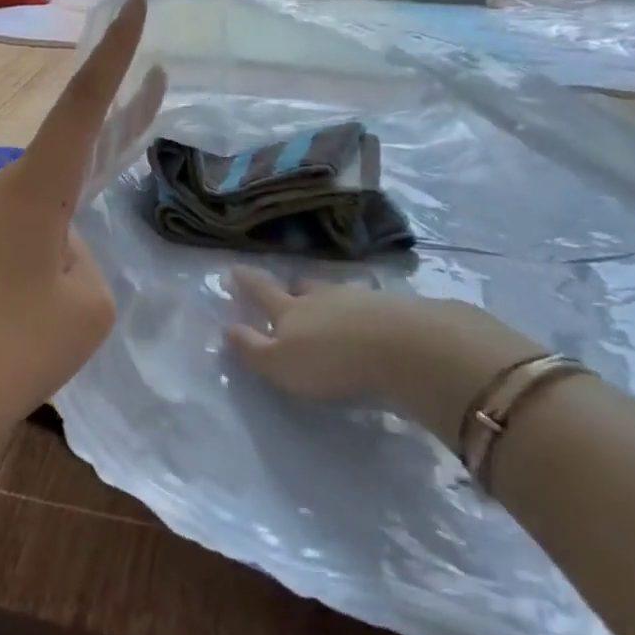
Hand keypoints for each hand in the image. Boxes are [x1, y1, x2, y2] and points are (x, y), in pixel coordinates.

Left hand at [0, 0, 164, 455]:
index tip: (134, 4)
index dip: (114, 55)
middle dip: (119, 113)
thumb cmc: (16, 348)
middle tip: (158, 80)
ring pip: (56, 185)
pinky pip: (38, 216)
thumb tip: (62, 248)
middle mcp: (6, 188)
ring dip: (93, 173)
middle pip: (73, 139)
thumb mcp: (87, 303)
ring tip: (131, 154)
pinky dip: (69, 213)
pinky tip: (82, 240)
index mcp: (35, 187)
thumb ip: (87, 258)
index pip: (83, 105)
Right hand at [226, 268, 542, 450]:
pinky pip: (372, 305)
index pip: (262, 291)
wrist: (408, 348)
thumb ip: (252, 349)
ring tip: (331, 308)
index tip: (234, 269)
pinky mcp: (398, 308)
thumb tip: (226, 327)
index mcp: (290, 310)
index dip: (246, 281)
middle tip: (289, 289)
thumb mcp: (281, 365)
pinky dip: (365, 311)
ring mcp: (362, 298)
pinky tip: (371, 322)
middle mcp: (323, 297)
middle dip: (292, 288)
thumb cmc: (333, 361)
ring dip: (330, 299)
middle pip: (303, 287)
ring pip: (338, 293)